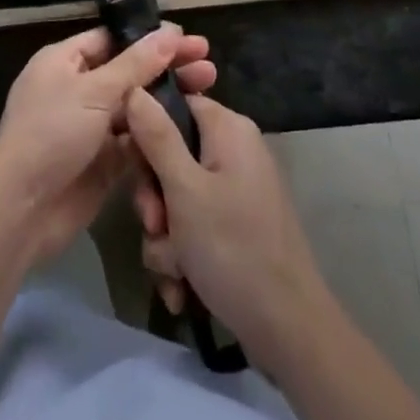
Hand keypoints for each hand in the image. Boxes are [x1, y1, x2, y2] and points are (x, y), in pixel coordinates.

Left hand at [0, 24, 214, 266]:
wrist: (20, 208)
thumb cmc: (51, 133)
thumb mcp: (93, 91)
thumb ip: (135, 65)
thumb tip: (170, 33)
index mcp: (65, 61)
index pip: (113, 40)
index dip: (149, 38)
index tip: (187, 39)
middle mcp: (78, 89)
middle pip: (129, 72)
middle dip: (166, 68)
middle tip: (209, 65)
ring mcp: (91, 127)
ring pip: (136, 108)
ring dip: (167, 100)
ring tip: (208, 91)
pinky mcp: (103, 162)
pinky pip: (135, 142)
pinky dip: (159, 136)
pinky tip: (191, 129)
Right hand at [127, 90, 328, 369]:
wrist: (289, 332)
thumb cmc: (233, 249)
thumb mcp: (184, 190)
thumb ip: (156, 136)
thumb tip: (134, 87)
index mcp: (228, 129)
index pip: (174, 104)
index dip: (145, 130)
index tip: (130, 165)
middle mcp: (233, 152)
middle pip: (170, 155)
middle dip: (154, 198)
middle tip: (155, 226)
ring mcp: (236, 191)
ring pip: (176, 198)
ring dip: (165, 237)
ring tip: (174, 269)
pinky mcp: (236, 227)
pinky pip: (194, 227)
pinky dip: (182, 255)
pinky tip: (182, 288)